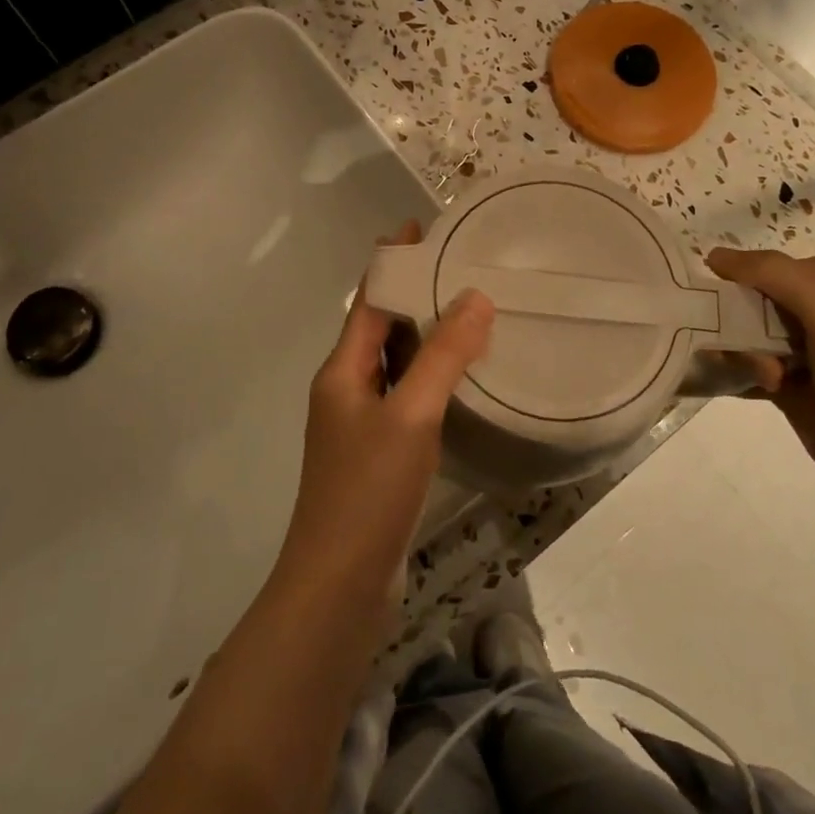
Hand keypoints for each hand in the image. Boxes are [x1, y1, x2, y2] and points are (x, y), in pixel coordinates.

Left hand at [278, 222, 494, 594]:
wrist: (339, 585)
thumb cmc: (368, 491)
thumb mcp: (410, 416)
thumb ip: (443, 356)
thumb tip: (475, 296)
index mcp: (342, 371)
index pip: (368, 300)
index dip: (392, 262)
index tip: (420, 228)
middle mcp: (346, 389)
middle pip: (380, 328)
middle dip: (414, 295)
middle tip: (461, 267)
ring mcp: (361, 424)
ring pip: (395, 364)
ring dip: (425, 337)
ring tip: (468, 312)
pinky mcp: (379, 454)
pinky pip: (406, 398)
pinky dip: (430, 378)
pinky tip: (461, 380)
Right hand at [705, 249, 814, 495]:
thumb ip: (770, 272)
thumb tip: (712, 255)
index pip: (756, 266)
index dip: (734, 285)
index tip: (729, 314)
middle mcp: (811, 305)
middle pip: (742, 301)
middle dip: (737, 327)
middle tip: (762, 357)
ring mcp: (798, 346)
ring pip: (737, 336)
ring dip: (740, 356)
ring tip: (772, 381)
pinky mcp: (787, 382)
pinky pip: (740, 367)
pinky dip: (733, 375)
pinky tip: (746, 387)